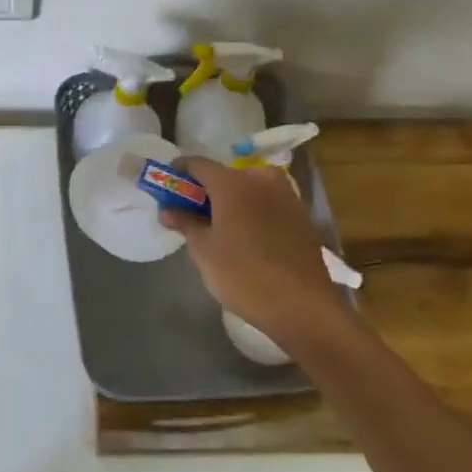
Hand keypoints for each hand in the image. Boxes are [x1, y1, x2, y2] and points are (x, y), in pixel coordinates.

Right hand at [158, 159, 338, 344]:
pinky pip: (268, 203)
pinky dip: (253, 210)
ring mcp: (286, 196)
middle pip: (225, 174)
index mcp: (232, 182)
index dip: (179, 173)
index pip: (197, 164)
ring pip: (250, 187)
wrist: (304, 307)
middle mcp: (261, 180)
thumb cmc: (244, 275)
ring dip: (231, 199)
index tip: (168, 189)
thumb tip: (168, 209)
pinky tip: (247, 236)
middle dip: (205, 189)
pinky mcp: (302, 217)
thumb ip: (184, 223)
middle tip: (191, 212)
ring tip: (219, 226)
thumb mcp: (204, 251)